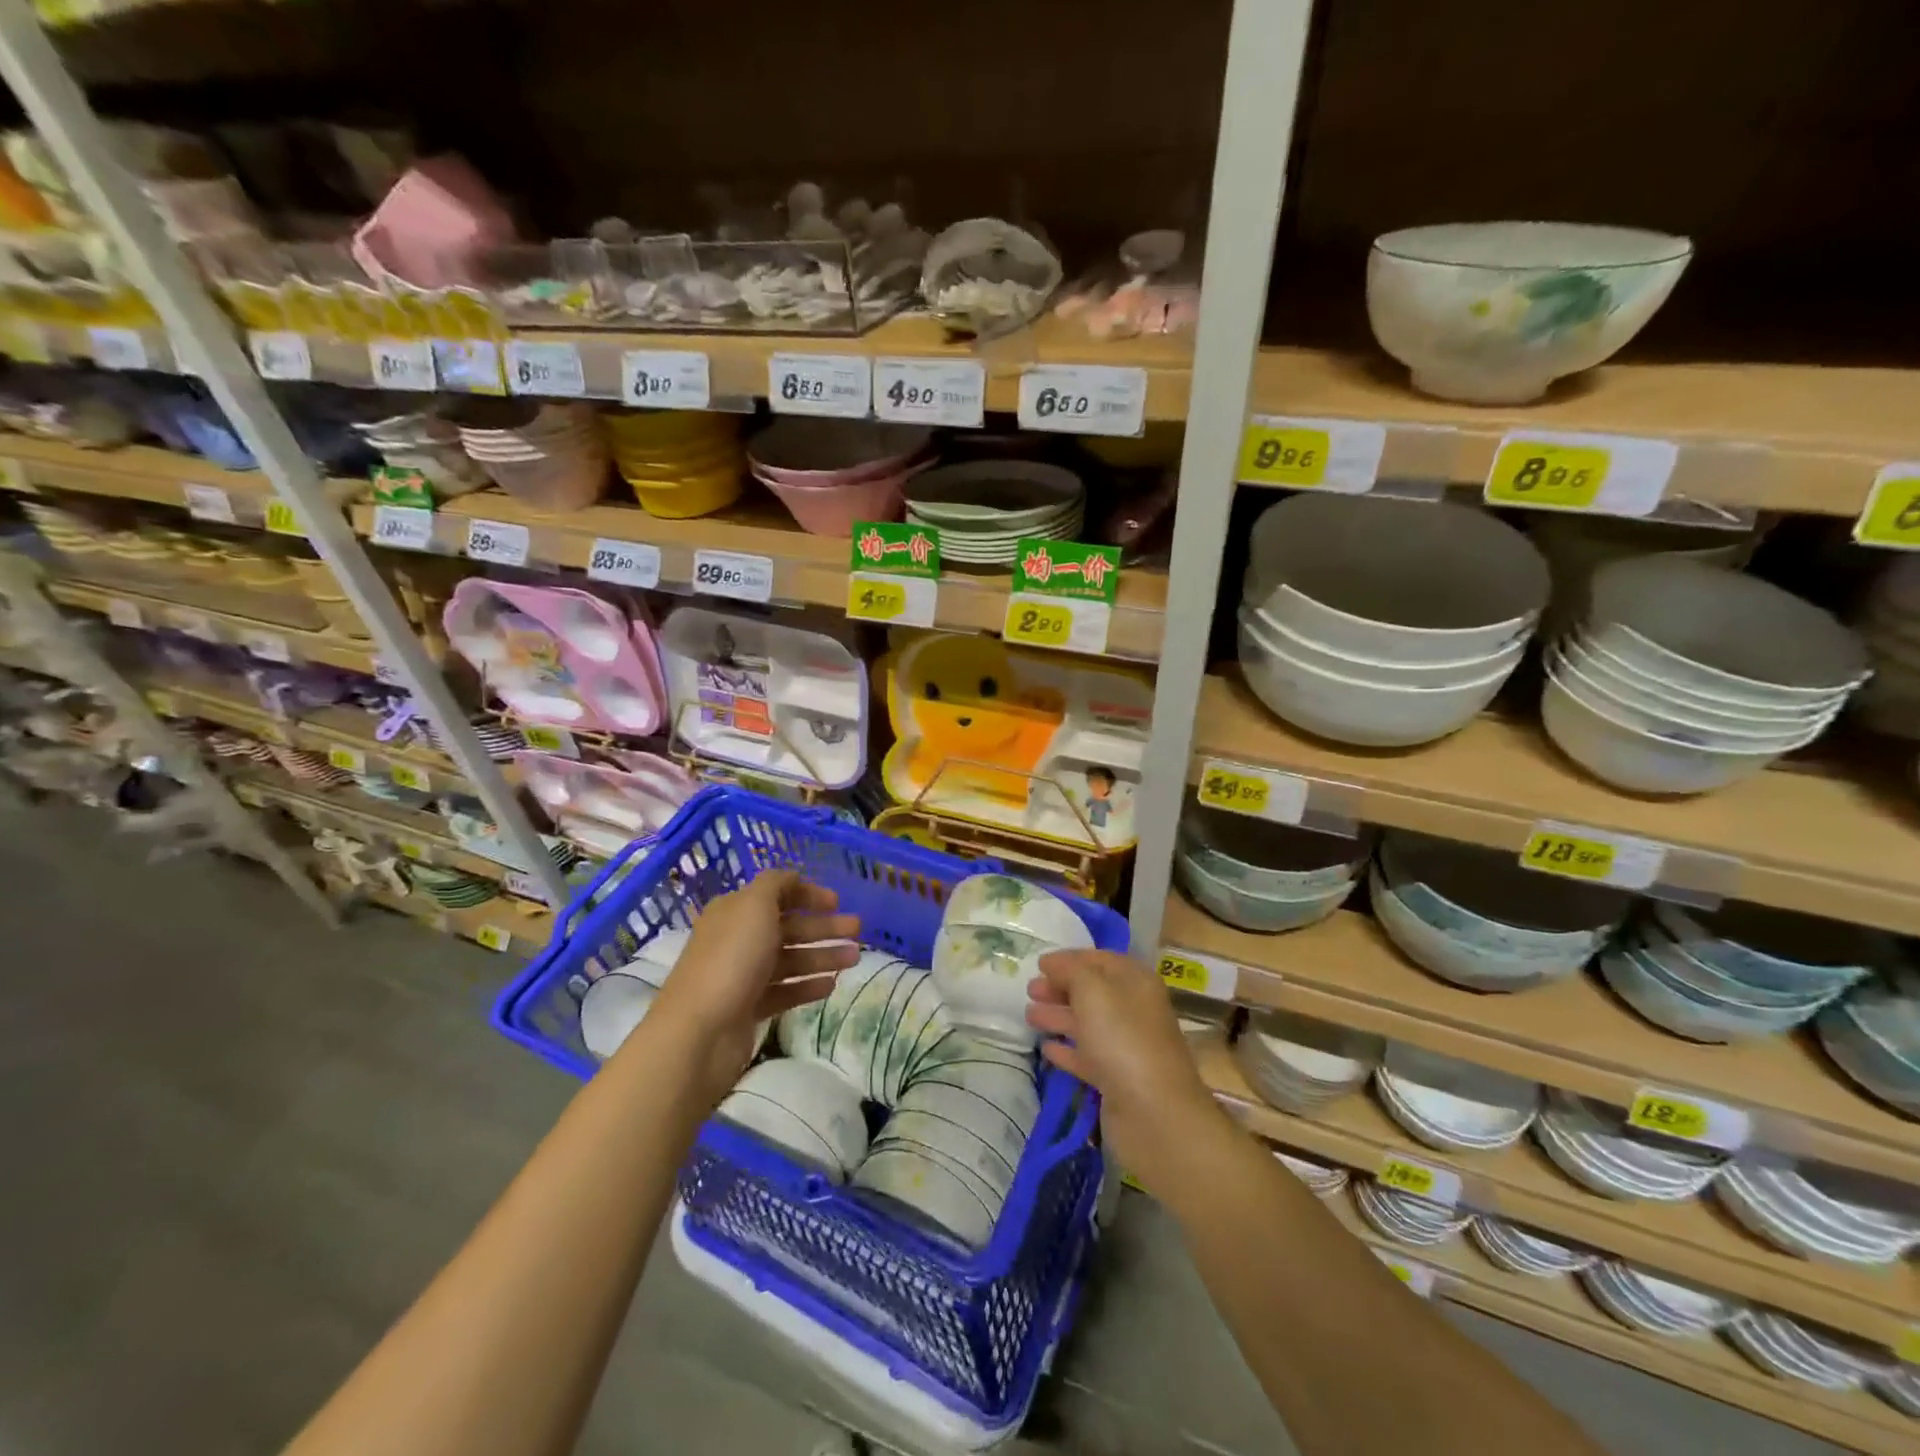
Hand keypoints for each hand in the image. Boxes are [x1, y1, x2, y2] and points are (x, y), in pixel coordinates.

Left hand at [646, 870, 859, 1101]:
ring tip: (854, 959)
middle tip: (857, 930)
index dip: (807, 894)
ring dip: (823, 956)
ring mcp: (742, 976)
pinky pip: (785, 991)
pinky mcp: (749, 1008)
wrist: (700, 1031)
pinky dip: (808, 986)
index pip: (776, 894)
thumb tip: (792, 880)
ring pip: (790, 960)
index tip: (837, 902)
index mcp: (735, 911)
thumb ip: (776, 885)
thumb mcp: (754, 905)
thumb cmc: (731, 958)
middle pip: (788, 927)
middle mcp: (737, 939)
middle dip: (823, 927)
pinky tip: (832, 985)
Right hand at [1025, 950, 1223, 1181]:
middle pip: (1092, 991)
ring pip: (1087, 1023)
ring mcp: (1126, 1046)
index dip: (1069, 959)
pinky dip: (1067, 1050)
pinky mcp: (1116, 1079)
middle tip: (1030, 990)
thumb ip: (1070, 970)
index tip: (1039, 963)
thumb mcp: (1093, 989)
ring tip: (1029, 1015)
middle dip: (1060, 987)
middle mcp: (1133, 1010)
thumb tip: (1052, 963)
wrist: (1153, 1113)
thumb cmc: (1122, 1038)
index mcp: (1135, 981)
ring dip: (1058, 1016)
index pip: (1099, 959)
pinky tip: (1046, 1048)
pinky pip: (1087, 1056)